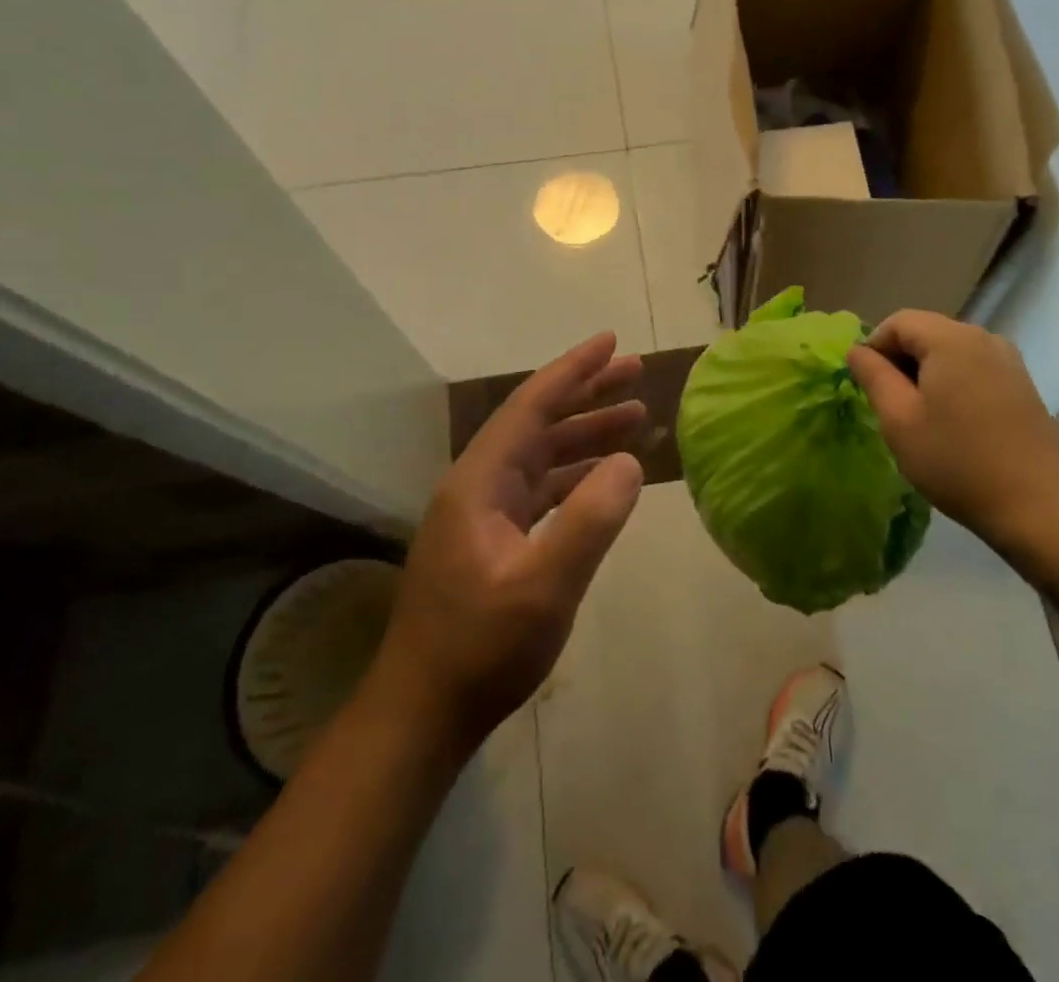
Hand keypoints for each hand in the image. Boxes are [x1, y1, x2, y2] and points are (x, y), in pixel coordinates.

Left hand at [367, 334, 647, 754]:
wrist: (422, 715)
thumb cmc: (480, 649)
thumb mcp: (544, 587)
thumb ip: (589, 521)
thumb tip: (629, 462)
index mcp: (479, 482)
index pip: (531, 406)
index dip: (573, 370)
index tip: (611, 341)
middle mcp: (478, 486)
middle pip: (538, 423)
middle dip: (587, 395)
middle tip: (636, 374)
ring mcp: (482, 516)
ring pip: (541, 457)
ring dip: (585, 435)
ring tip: (636, 419)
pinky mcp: (491, 543)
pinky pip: (540, 490)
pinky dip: (575, 476)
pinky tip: (604, 480)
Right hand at [846, 311, 1058, 557]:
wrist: (1035, 505)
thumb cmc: (956, 461)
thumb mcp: (899, 419)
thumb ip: (873, 376)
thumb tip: (857, 349)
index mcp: (950, 339)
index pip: (898, 322)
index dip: (875, 348)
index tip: (869, 388)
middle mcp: (983, 337)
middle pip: (926, 332)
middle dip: (901, 360)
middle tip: (891, 406)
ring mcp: (1008, 359)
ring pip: (950, 350)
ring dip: (927, 373)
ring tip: (921, 416)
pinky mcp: (1021, 382)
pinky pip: (974, 367)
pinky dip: (953, 382)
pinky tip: (954, 421)